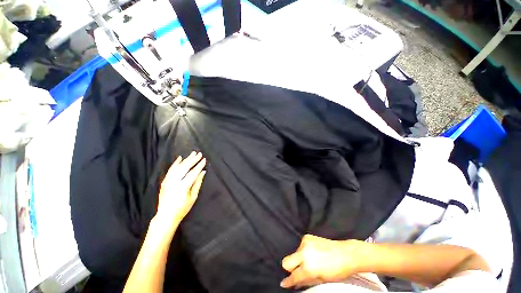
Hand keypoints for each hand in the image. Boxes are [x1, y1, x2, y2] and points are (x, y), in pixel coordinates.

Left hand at [155, 152, 206, 230]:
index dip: (199, 166)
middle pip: (185, 167)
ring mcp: (167, 181)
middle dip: (193, 160)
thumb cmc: (182, 208)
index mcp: (183, 187)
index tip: (204, 160)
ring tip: (192, 154)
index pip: (193, 173)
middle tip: (199, 154)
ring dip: (185, 160)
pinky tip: (179, 158)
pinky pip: (170, 170)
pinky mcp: (164, 182)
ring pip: (177, 167)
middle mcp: (174, 182)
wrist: (166, 216)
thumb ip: (198, 183)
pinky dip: (175, 163)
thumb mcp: (193, 197)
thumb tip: (203, 172)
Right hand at [280, 235, 366, 288]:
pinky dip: (303, 251)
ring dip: (298, 259)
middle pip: (286, 261)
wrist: (346, 253)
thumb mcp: (321, 280)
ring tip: (310, 261)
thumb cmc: (337, 270)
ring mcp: (305, 243)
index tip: (284, 283)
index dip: (288, 281)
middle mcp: (304, 253)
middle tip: (297, 271)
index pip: (293, 276)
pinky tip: (312, 253)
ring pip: (293, 253)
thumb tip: (296, 283)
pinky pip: (300, 246)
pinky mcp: (307, 236)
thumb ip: (306, 280)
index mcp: (308, 267)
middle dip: (290, 268)